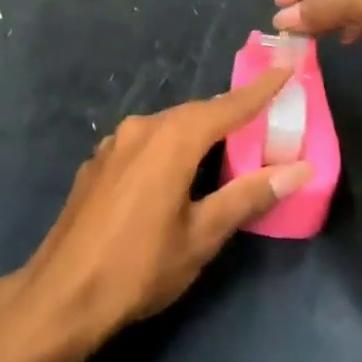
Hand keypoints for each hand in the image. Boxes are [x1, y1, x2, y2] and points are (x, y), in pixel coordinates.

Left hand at [17, 69, 311, 346]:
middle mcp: (141, 128)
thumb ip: (249, 195)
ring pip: (167, 127)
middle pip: (195, 114)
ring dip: (197, 134)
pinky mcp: (98, 162)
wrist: (62, 294)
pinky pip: (144, 142)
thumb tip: (299, 169)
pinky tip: (175, 172)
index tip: (284, 68)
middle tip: (262, 120)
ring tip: (224, 149)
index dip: (259, 90)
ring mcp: (114, 143)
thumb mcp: (202, 235)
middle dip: (229, 115)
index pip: (227, 106)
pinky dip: (169, 147)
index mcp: (171, 139)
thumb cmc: (140, 267)